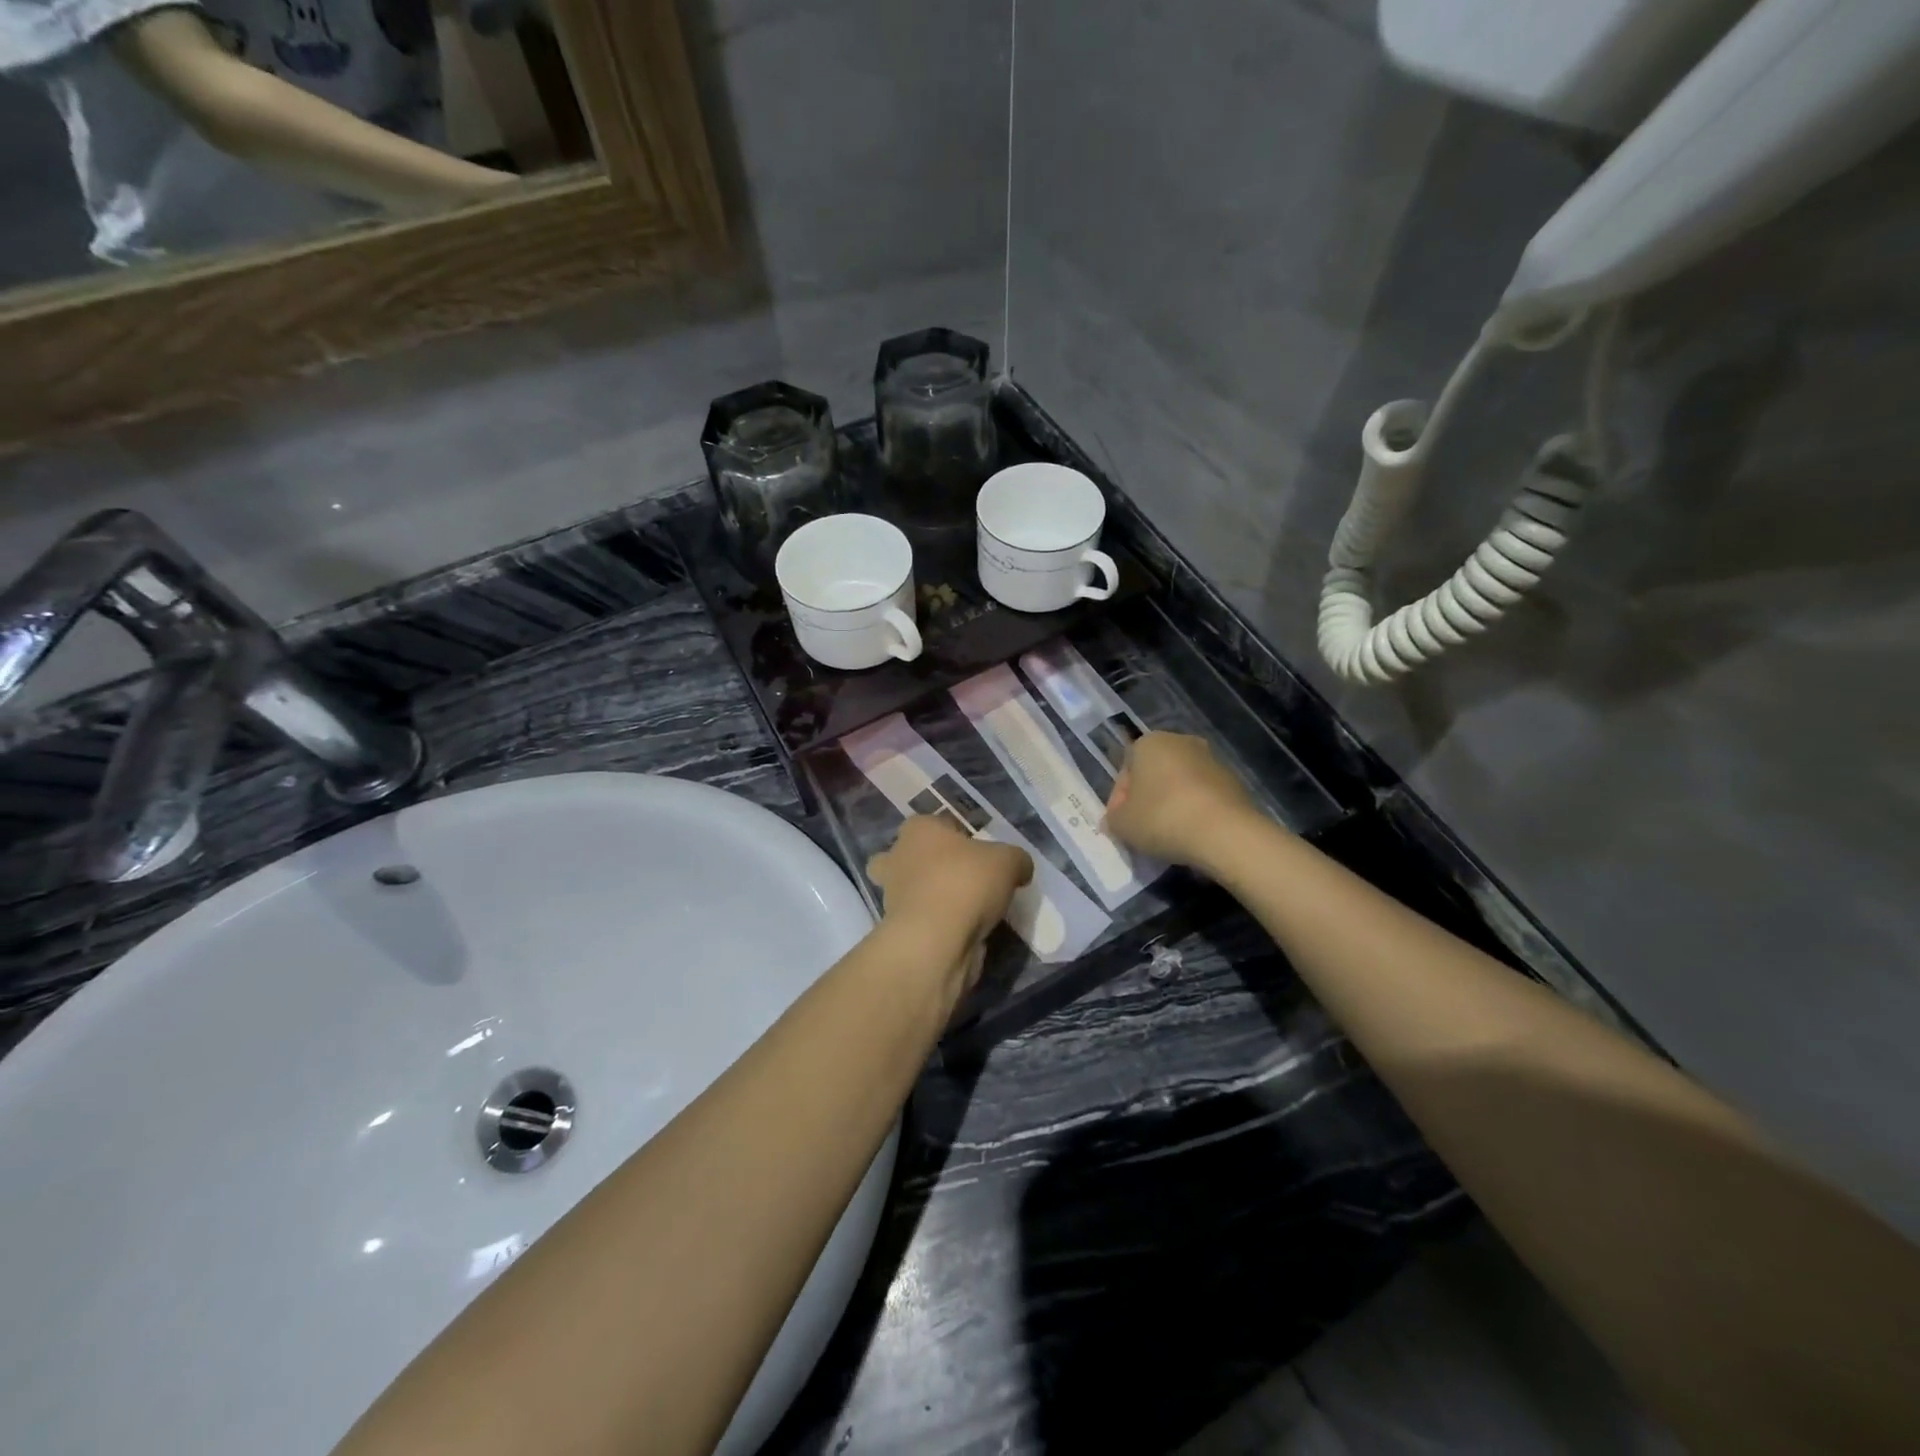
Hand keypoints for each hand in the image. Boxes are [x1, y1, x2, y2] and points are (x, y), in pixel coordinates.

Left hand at [867, 816, 1032, 991]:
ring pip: (914, 888)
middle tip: (967, 880)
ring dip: (933, 896)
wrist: (935, 941)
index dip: (963, 837)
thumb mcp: (1008, 861)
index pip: (940, 824)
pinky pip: (920, 918)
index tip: (983, 855)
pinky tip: (961, 931)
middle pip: (917, 855)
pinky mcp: (896, 927)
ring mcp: (891, 894)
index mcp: (918, 829)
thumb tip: (1020, 868)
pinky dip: (936, 923)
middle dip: (934, 865)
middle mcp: (897, 856)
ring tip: (968, 910)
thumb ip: (1016, 859)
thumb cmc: (966, 883)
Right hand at [1104, 732, 1260, 866]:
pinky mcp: (1235, 781)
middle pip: (1154, 774)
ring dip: (1172, 804)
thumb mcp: (1122, 824)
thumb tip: (1117, 819)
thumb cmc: (1162, 818)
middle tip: (1142, 829)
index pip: (1125, 771)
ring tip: (1169, 835)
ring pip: (1180, 784)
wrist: (1224, 832)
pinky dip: (1196, 811)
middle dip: (1147, 799)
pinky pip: (1204, 796)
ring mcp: (1212, 759)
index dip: (1119, 800)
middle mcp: (1181, 742)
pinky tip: (1193, 834)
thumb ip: (1113, 818)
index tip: (1121, 824)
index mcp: (1149, 742)